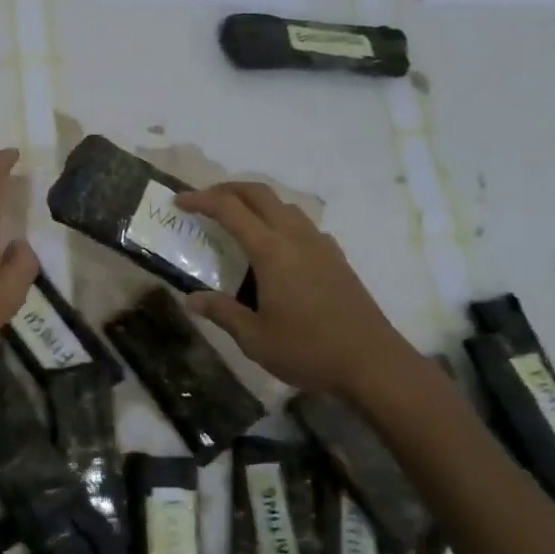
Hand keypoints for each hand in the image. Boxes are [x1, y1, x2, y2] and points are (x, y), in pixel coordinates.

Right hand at [178, 182, 415, 399]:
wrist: (374, 365)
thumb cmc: (310, 350)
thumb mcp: (255, 339)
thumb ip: (222, 313)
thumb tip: (192, 299)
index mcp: (271, 250)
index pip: (229, 209)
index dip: (201, 200)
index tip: (180, 202)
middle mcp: (294, 236)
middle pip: (258, 193)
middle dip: (227, 188)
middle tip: (204, 200)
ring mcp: (319, 244)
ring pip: (283, 204)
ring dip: (255, 201)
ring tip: (237, 219)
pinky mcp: (336, 256)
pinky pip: (301, 223)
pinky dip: (279, 219)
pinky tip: (276, 247)